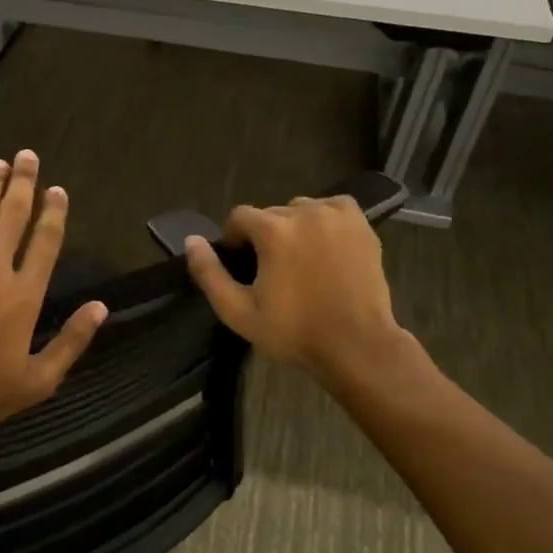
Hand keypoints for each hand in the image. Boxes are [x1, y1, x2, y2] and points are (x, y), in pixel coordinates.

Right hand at [183, 196, 410, 384]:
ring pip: (301, 210)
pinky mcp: (361, 224)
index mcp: (273, 230)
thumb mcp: (238, 311)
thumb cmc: (293, 331)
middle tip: (274, 270)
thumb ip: (209, 274)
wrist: (356, 344)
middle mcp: (304, 212)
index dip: (235, 240)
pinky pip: (332, 209)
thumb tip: (191, 241)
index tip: (244, 266)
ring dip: (295, 228)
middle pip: (271, 213)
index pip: (239, 217)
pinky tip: (325, 247)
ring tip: (301, 260)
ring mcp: (336, 215)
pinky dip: (324, 221)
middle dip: (266, 236)